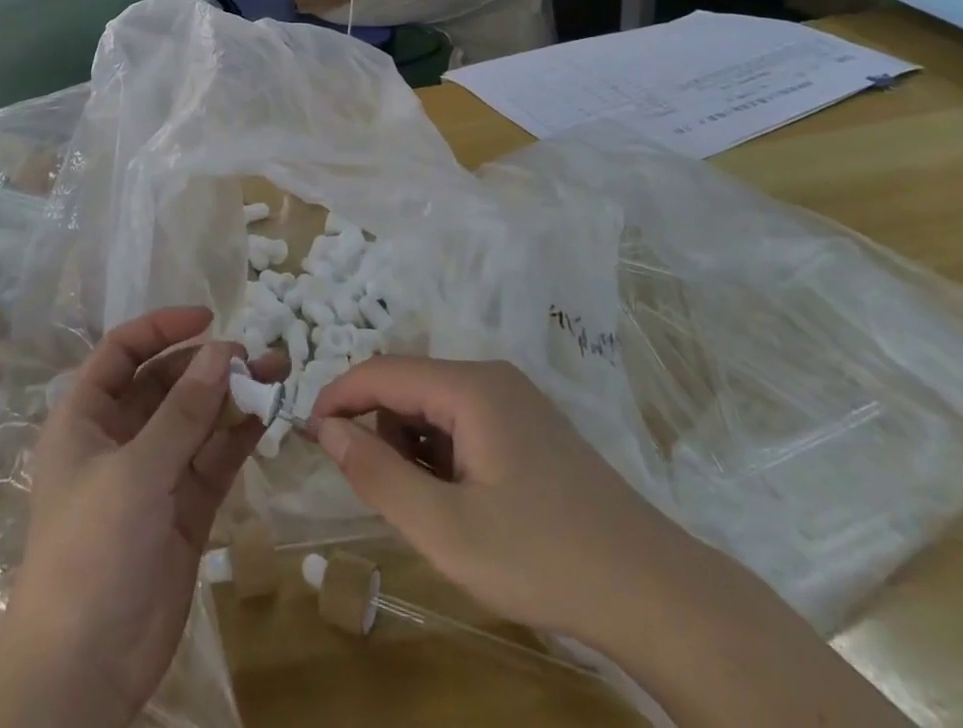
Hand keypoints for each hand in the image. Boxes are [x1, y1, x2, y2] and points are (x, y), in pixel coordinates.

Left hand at [0, 309, 276, 727]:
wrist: (85, 670)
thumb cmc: (92, 550)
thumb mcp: (136, 470)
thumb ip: (183, 411)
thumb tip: (222, 349)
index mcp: (86, 418)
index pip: (122, 352)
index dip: (160, 328)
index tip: (207, 318)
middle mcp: (120, 438)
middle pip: (166, 382)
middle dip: (207, 363)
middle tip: (253, 353)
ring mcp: (154, 474)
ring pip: (196, 419)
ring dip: (231, 394)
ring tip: (276, 370)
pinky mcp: (184, 508)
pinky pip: (213, 458)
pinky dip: (238, 435)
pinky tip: (267, 414)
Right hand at [310, 359, 914, 727]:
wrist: (654, 592)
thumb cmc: (542, 556)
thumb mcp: (445, 529)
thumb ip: (377, 473)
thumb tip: (326, 427)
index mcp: (469, 387)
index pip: (381, 371)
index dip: (338, 398)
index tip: (309, 436)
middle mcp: (490, 376)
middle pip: (408, 385)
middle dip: (378, 429)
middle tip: (373, 490)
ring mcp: (515, 399)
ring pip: (435, 405)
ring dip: (411, 445)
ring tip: (424, 507)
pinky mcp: (530, 425)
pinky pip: (464, 421)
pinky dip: (442, 452)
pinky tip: (459, 501)